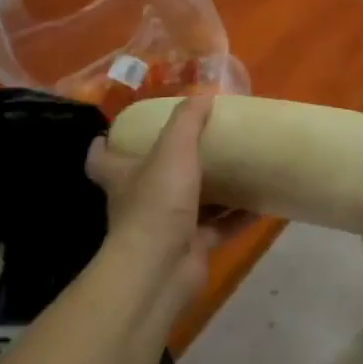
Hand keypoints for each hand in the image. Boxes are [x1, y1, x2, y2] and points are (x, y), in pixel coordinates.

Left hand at [85, 96, 247, 308]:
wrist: (161, 269)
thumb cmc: (157, 202)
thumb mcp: (173, 149)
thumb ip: (188, 121)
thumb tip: (203, 94)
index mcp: (123, 176)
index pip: (101, 159)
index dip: (105, 145)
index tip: (115, 132)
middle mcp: (139, 201)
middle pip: (148, 179)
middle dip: (170, 163)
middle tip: (198, 142)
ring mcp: (165, 227)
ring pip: (190, 203)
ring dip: (212, 190)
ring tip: (239, 168)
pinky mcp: (191, 248)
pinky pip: (219, 227)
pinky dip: (238, 216)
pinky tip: (261, 203)